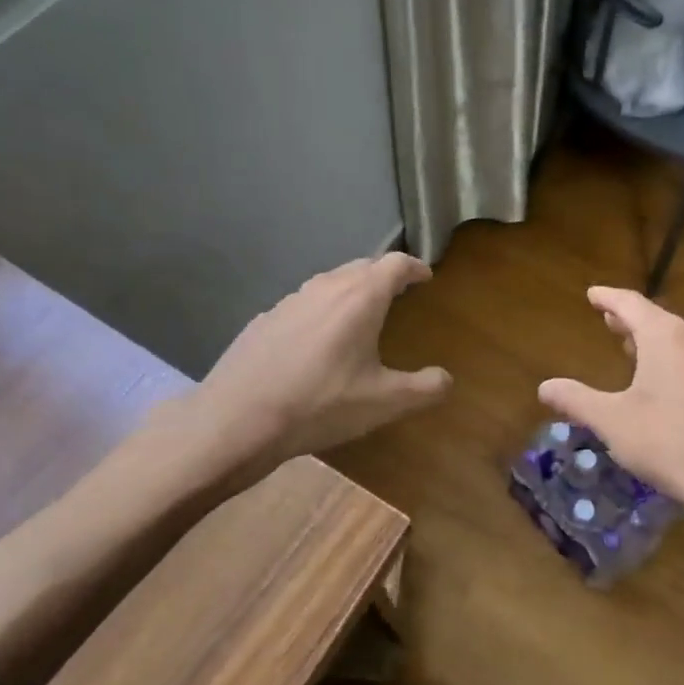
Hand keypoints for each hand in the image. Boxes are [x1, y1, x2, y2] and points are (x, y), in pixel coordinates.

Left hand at [155, 254, 450, 486]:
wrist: (236, 420)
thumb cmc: (320, 405)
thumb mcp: (384, 403)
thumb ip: (425, 388)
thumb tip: (447, 379)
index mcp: (360, 298)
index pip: (395, 264)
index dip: (415, 267)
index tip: (426, 277)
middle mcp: (325, 288)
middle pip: (362, 266)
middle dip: (384, 275)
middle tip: (398, 293)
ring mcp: (289, 301)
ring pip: (329, 282)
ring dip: (351, 290)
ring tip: (360, 314)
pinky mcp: (264, 319)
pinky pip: (303, 303)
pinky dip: (321, 310)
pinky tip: (316, 340)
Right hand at [539, 288, 683, 572]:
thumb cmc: (668, 442)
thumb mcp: (613, 421)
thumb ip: (577, 400)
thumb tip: (544, 387)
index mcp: (665, 337)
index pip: (631, 303)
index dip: (608, 297)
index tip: (592, 293)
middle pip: (655, 318)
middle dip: (628, 317)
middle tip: (606, 316)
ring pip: (675, 338)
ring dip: (649, 337)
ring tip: (627, 342)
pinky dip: (667, 356)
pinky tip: (660, 378)